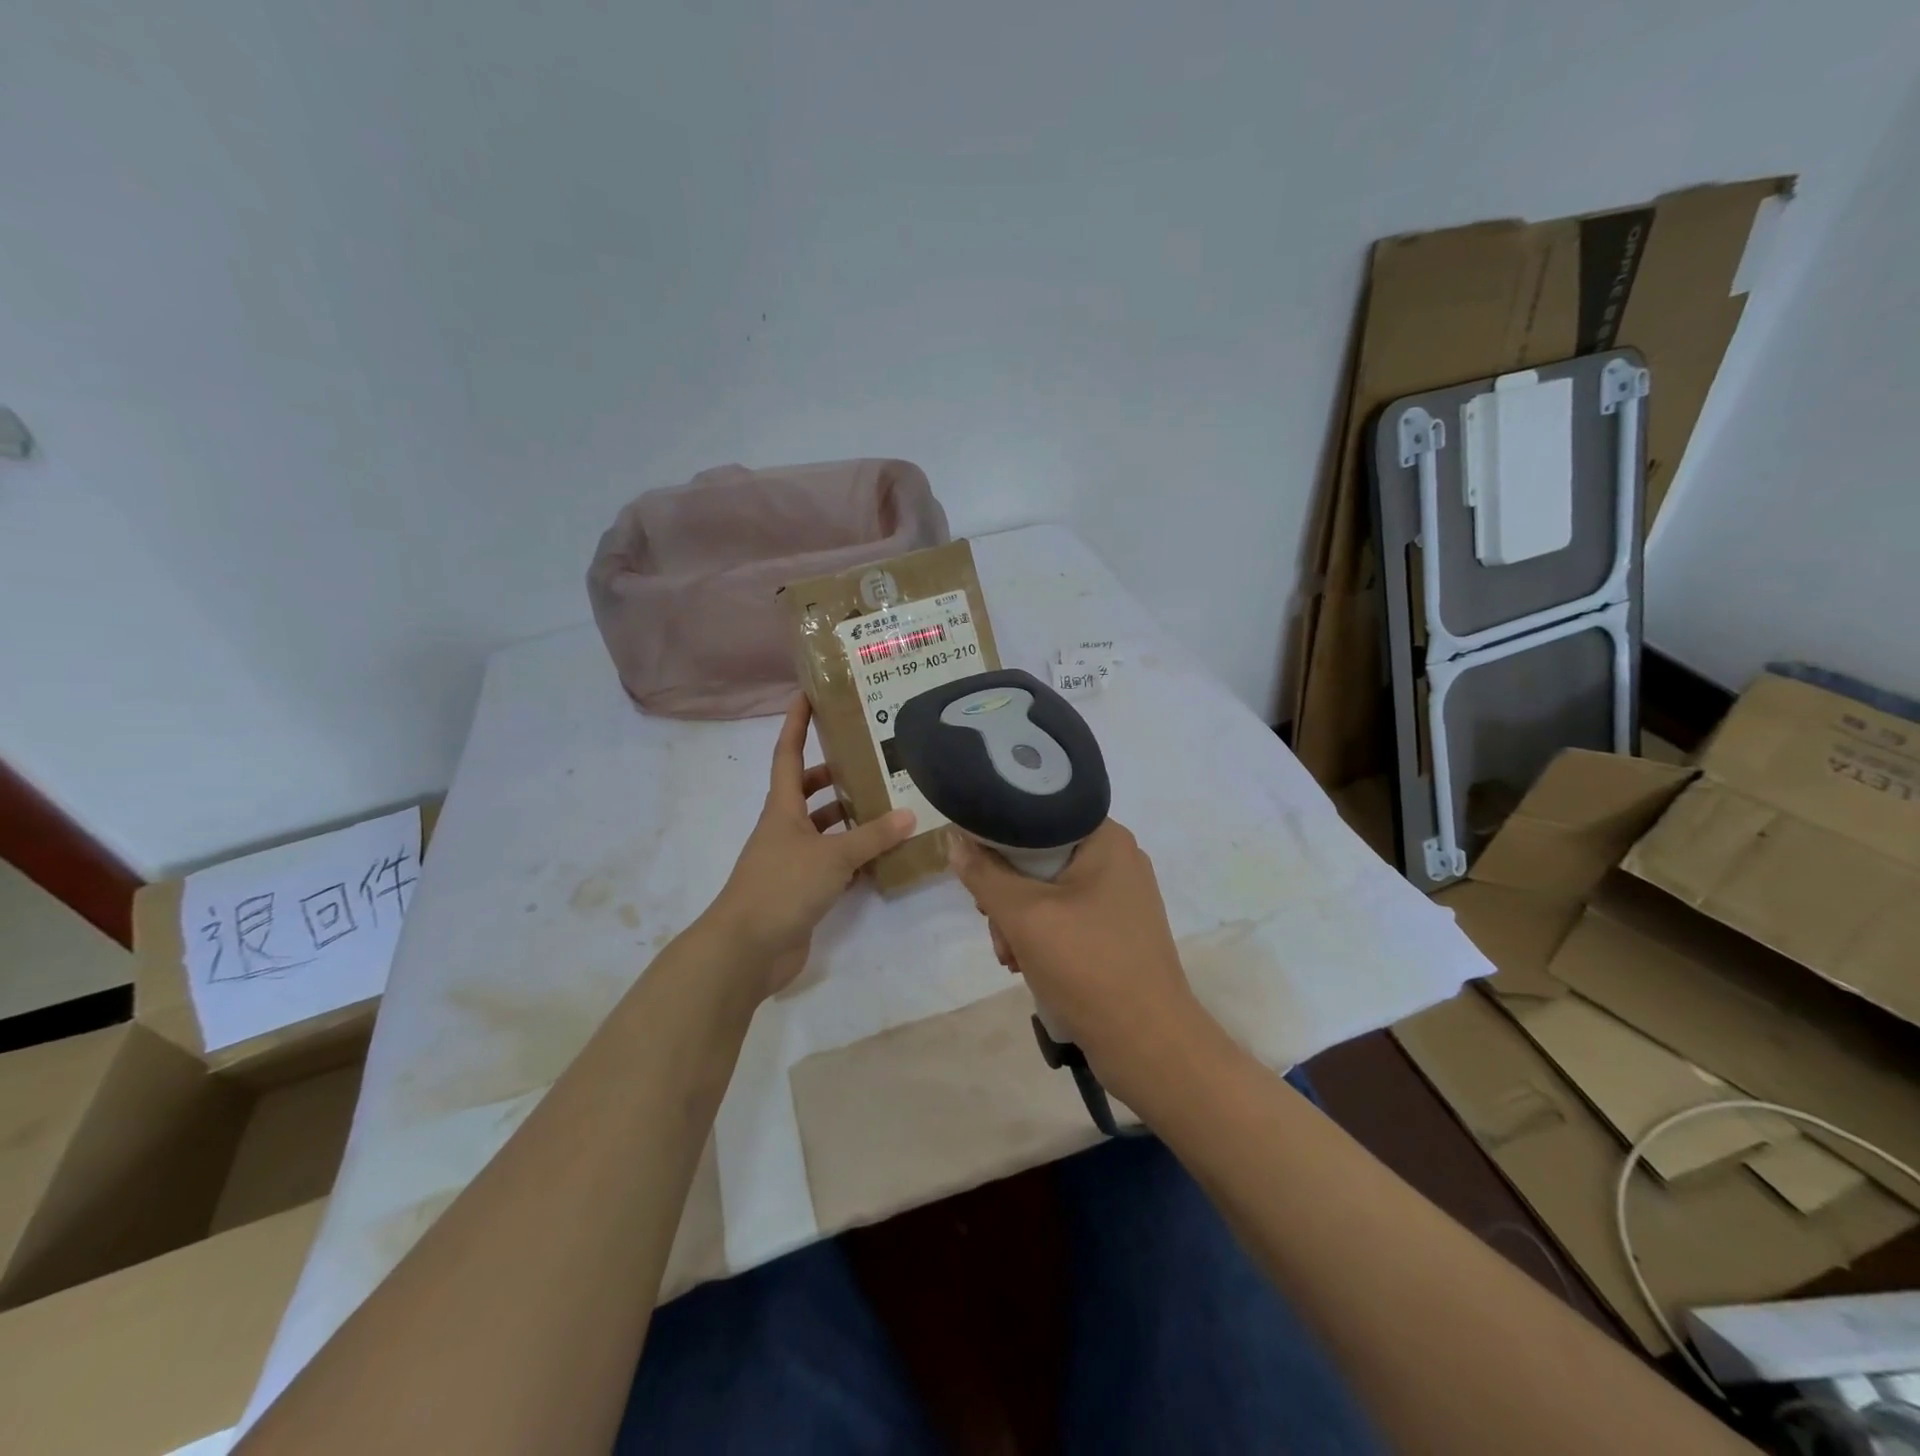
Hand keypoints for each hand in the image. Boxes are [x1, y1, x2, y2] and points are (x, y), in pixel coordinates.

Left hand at [706, 695, 915, 999]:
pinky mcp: (802, 890)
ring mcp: (792, 860)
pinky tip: (884, 856)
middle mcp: (785, 828)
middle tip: (873, 761)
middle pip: (808, 791)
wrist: (747, 949)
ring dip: (850, 818)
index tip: (808, 695)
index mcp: (783, 808)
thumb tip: (909, 814)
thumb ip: (872, 836)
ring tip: (890, 807)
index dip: (796, 724)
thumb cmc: (782, 887)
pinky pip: (833, 863)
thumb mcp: (832, 856)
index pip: (787, 754)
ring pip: (824, 828)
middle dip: (835, 774)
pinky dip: (854, 858)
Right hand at [948, 819, 1213, 1105]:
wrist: (1148, 1044)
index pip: (1038, 814)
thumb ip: (984, 874)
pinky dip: (1041, 936)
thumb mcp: (1024, 915)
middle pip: (1039, 856)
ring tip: (1010, 957)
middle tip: (992, 922)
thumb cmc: (1088, 966)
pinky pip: (1065, 916)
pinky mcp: (1117, 930)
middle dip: (1007, 892)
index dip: (998, 836)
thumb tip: (954, 839)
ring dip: (1019, 921)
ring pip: (1047, 890)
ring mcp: (1120, 896)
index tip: (976, 868)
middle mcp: (1117, 858)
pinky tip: (1026, 965)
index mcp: (1106, 838)